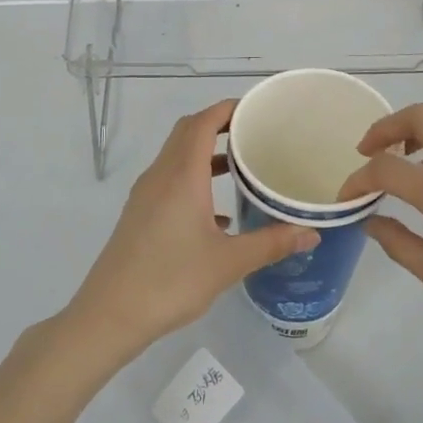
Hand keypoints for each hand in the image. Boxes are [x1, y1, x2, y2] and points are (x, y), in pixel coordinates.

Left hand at [65, 100, 319, 364]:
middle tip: (254, 132)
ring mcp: (146, 194)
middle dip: (219, 124)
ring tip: (241, 166)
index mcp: (181, 175)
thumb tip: (312, 232)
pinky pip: (170, 180)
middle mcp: (161, 175)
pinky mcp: (139, 214)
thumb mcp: (228, 263)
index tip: (257, 109)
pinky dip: (194, 179)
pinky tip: (218, 212)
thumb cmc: (171, 281)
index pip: (203, 122)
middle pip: (188, 131)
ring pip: (177, 156)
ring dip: (205, 152)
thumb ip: (271, 243)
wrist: (110, 314)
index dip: (228, 108)